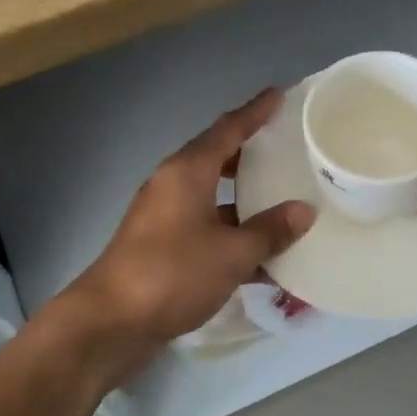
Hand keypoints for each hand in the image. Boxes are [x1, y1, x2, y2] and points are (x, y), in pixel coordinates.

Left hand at [58, 88, 315, 369]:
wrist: (112, 321)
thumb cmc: (173, 273)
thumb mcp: (231, 253)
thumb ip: (270, 231)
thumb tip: (304, 211)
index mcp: (187, 172)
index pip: (227, 129)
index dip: (254, 112)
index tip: (279, 95)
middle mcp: (173, 186)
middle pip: (217, 159)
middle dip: (250, 154)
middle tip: (287, 149)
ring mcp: (165, 217)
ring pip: (213, 197)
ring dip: (244, 199)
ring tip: (283, 200)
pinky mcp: (162, 247)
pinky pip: (206, 228)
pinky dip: (232, 234)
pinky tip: (263, 256)